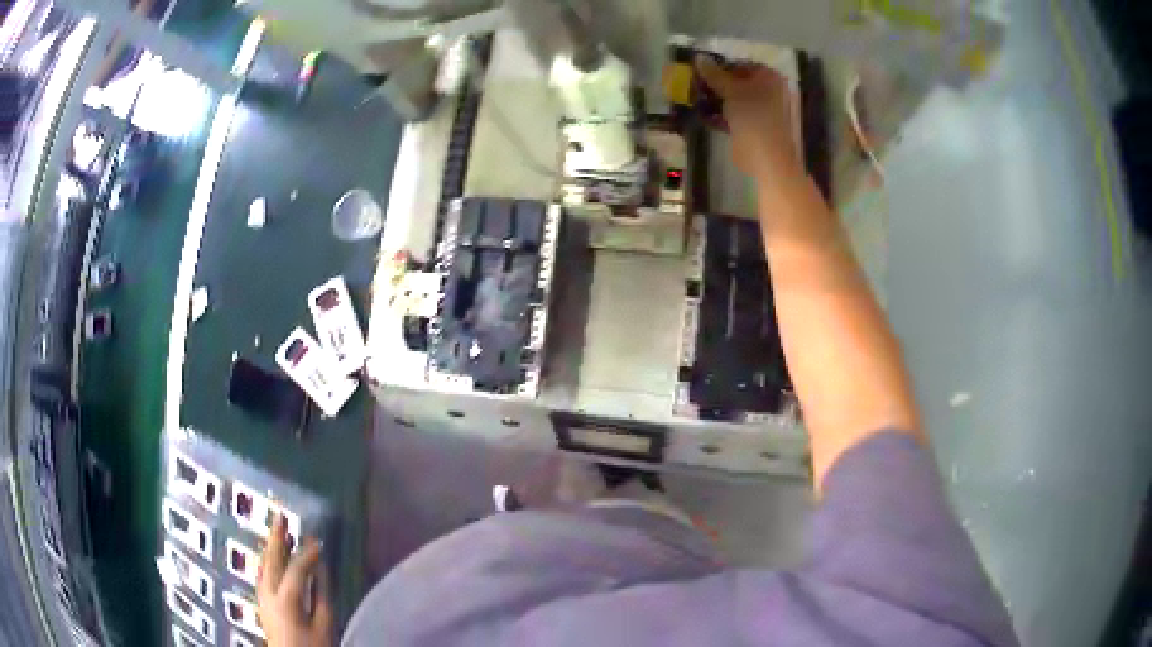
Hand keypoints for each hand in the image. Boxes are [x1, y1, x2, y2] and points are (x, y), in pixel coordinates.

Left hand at [257, 514, 333, 646]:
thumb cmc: (312, 646)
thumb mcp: (324, 626)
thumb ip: (322, 596)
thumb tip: (321, 570)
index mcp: (285, 598)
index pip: (296, 568)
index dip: (307, 554)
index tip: (318, 541)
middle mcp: (268, 593)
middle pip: (271, 560)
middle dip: (277, 538)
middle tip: (281, 515)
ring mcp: (262, 597)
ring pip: (264, 565)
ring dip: (271, 547)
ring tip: (277, 532)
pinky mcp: (262, 603)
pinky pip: (263, 573)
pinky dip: (268, 561)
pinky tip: (272, 558)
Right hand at [695, 56, 800, 180]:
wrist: (768, 158)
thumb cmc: (754, 117)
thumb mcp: (731, 90)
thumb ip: (714, 74)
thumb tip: (698, 57)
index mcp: (771, 78)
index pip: (741, 64)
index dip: (720, 67)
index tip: (700, 72)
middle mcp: (771, 91)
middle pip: (738, 82)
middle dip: (717, 85)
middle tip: (695, 86)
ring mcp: (765, 111)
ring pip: (736, 99)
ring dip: (717, 100)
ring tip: (696, 100)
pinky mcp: (757, 128)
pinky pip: (737, 116)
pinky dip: (722, 115)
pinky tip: (705, 116)